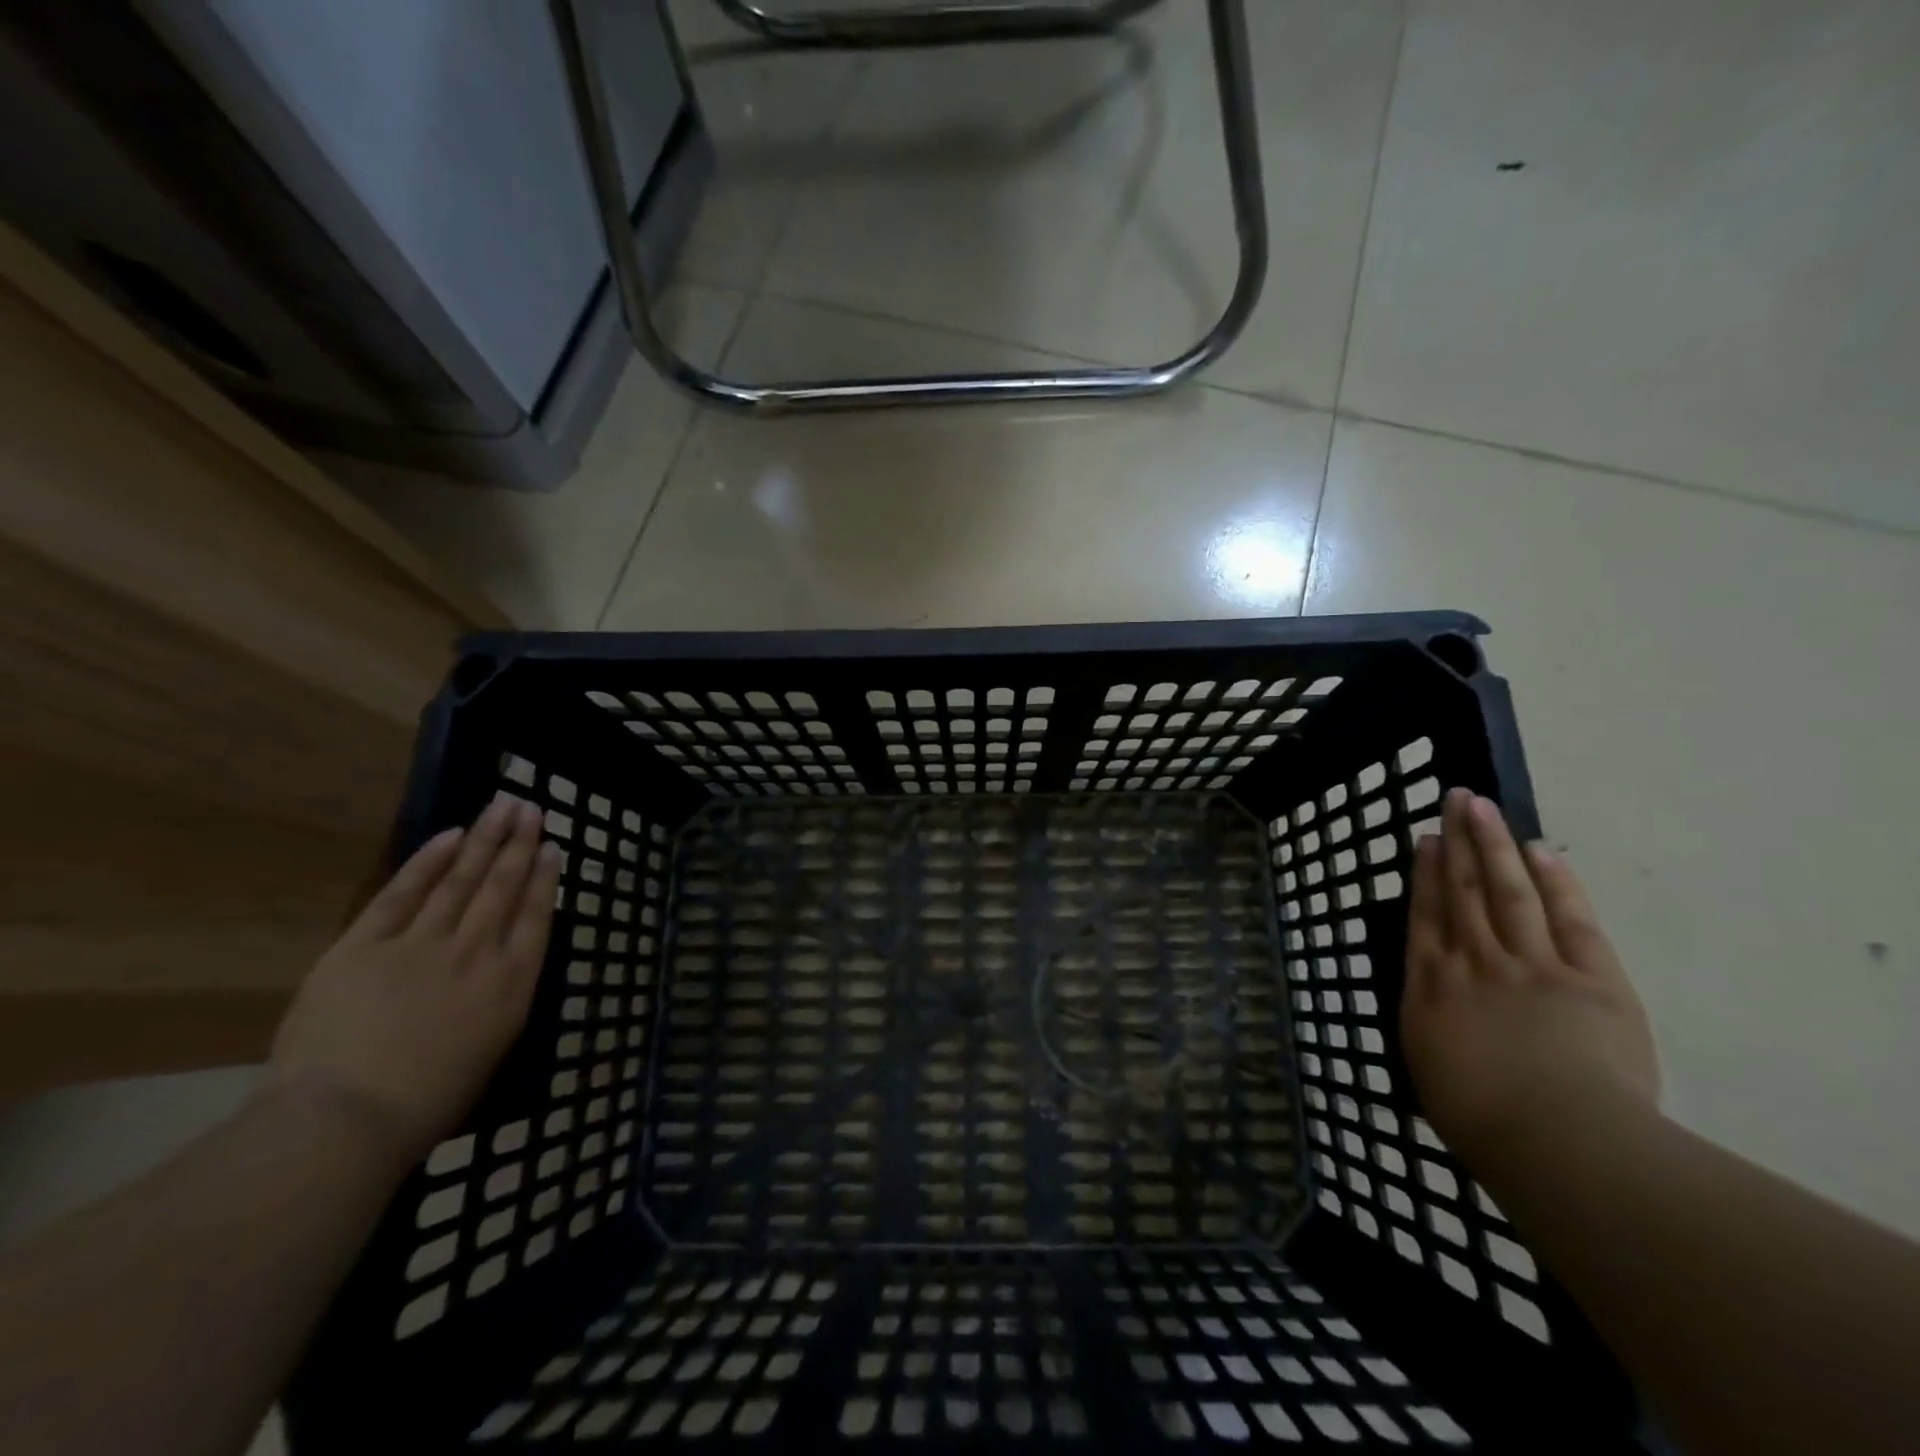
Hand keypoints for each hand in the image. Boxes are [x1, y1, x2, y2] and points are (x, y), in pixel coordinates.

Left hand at [264, 793, 560, 1166]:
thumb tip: (502, 965)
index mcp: (511, 984)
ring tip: (502, 806)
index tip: (553, 847)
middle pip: (503, 887)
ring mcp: (422, 944)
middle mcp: (476, 952)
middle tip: (531, 808)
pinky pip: (403, 893)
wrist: (345, 1120)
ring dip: (485, 839)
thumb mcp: (491, 1049)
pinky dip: (428, 862)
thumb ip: (502, 998)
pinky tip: (450, 836)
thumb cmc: (428, 1103)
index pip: (536, 917)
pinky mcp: (366, 945)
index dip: (545, 878)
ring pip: (462, 879)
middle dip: (520, 844)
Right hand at [1400, 788, 1659, 1176]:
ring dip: (1494, 846)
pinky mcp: (1590, 980)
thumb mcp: (1429, 1067)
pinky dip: (1556, 884)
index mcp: (1432, 985)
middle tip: (1455, 799)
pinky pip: (1569, 921)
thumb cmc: (1481, 1118)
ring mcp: (1530, 964)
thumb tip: (1431, 1001)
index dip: (1424, 874)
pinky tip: (1541, 853)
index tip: (1424, 838)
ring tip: (1483, 808)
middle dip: (1457, 843)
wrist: (1556, 1140)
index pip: (1425, 915)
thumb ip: (1431, 1023)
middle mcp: (1473, 961)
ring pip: (1507, 891)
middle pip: (1463, 890)